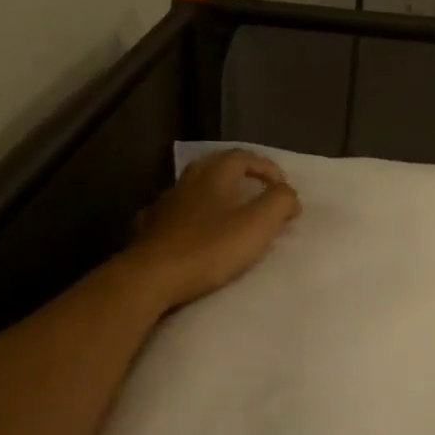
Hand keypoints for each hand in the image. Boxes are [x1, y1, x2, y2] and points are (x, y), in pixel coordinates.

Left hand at [128, 149, 301, 312]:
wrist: (150, 277)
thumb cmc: (208, 249)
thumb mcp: (257, 225)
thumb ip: (279, 202)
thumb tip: (287, 194)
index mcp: (214, 176)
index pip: (242, 157)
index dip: (266, 167)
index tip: (283, 188)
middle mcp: (186, 183)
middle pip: (213, 167)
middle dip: (237, 175)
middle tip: (255, 192)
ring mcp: (162, 206)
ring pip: (190, 190)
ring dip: (211, 196)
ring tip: (226, 215)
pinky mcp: (147, 230)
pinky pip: (171, 215)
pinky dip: (187, 217)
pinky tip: (189, 231)